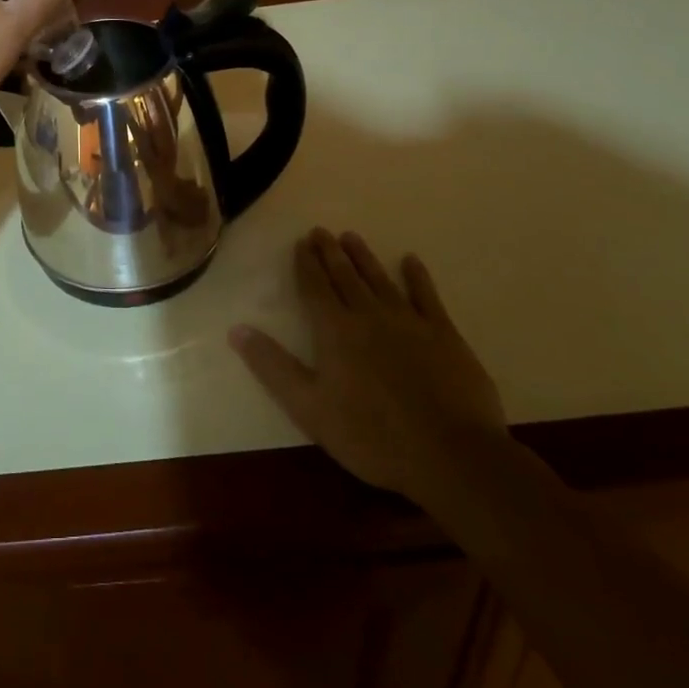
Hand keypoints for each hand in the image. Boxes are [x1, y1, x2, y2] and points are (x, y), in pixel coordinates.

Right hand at [230, 230, 506, 504]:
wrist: (452, 456)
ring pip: (380, 279)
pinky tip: (411, 261)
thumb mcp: (310, 408)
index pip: (315, 288)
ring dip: (364, 257)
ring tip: (351, 237)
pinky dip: (417, 276)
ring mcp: (409, 322)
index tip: (301, 243)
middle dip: (330, 253)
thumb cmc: (372, 436)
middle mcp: (369, 315)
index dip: (306, 264)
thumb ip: (273, 367)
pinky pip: (427, 296)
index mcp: (335, 331)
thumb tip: (237, 329)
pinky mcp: (444, 335)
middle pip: (345, 276)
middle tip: (321, 231)